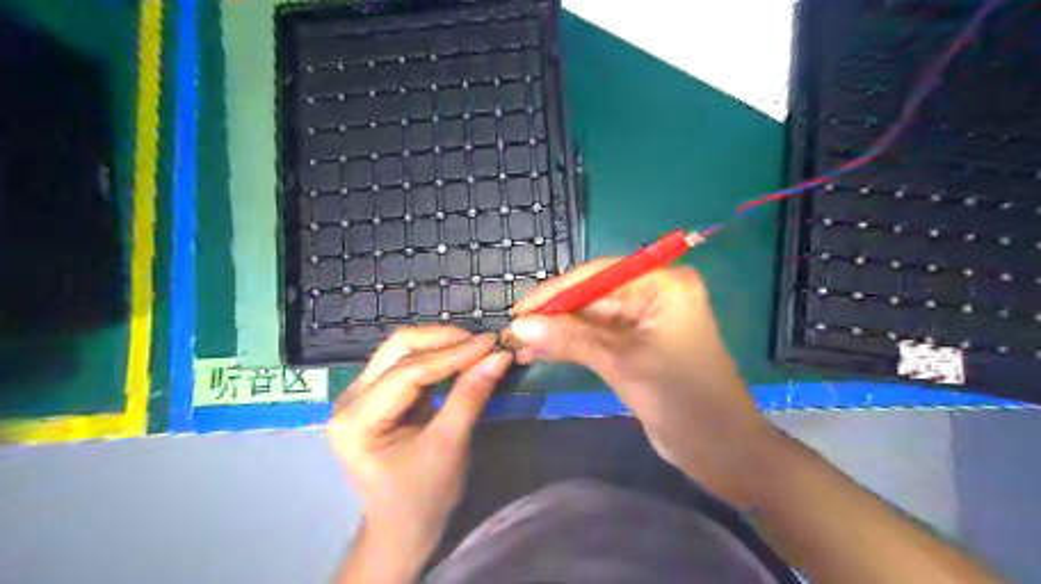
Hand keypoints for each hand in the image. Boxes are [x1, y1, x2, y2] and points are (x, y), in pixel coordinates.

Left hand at [330, 325, 510, 558]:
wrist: (402, 528)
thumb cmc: (422, 497)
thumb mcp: (449, 447)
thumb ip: (470, 396)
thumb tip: (499, 356)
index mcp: (357, 419)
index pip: (408, 371)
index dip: (453, 354)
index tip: (491, 343)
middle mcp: (350, 397)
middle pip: (398, 348)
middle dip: (444, 340)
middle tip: (484, 344)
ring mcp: (361, 393)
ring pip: (403, 349)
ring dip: (442, 344)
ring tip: (477, 349)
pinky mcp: (378, 393)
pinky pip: (409, 362)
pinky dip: (439, 357)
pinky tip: (462, 358)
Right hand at [510, 259, 775, 506]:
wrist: (721, 452)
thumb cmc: (683, 400)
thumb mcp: (623, 364)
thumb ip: (571, 339)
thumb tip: (518, 326)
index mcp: (663, 285)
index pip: (600, 275)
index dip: (557, 292)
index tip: (519, 310)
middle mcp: (654, 294)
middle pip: (593, 296)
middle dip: (554, 315)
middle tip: (513, 331)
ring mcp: (645, 321)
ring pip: (591, 319)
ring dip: (557, 332)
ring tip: (519, 346)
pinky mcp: (637, 345)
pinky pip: (597, 338)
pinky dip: (571, 346)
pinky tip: (541, 354)